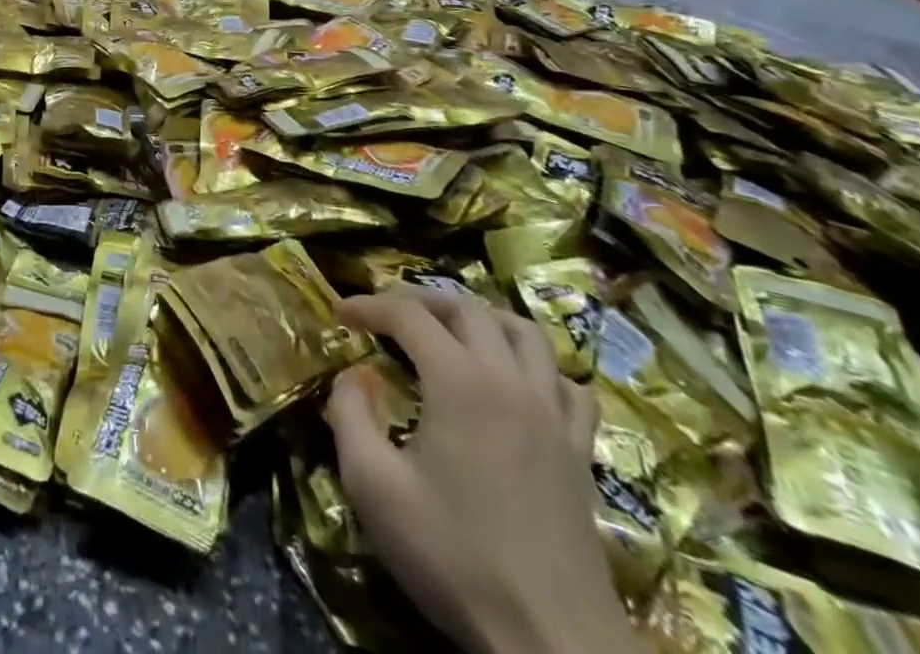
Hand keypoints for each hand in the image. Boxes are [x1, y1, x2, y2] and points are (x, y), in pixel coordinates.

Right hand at [326, 289, 637, 653]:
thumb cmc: (454, 557)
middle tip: (387, 314)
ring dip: (482, 319)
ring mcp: (553, 414)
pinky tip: (518, 384)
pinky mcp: (580, 451)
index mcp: (459, 380)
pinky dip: (538, 368)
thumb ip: (350, 415)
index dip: (368, 304)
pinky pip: (567, 384)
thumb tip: (355, 375)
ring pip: (525, 332)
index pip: (408, 314)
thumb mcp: (373, 485)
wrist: (552, 642)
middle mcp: (510, 380)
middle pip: (467, 308)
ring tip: (452, 332)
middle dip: (420, 299)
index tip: (338, 313)